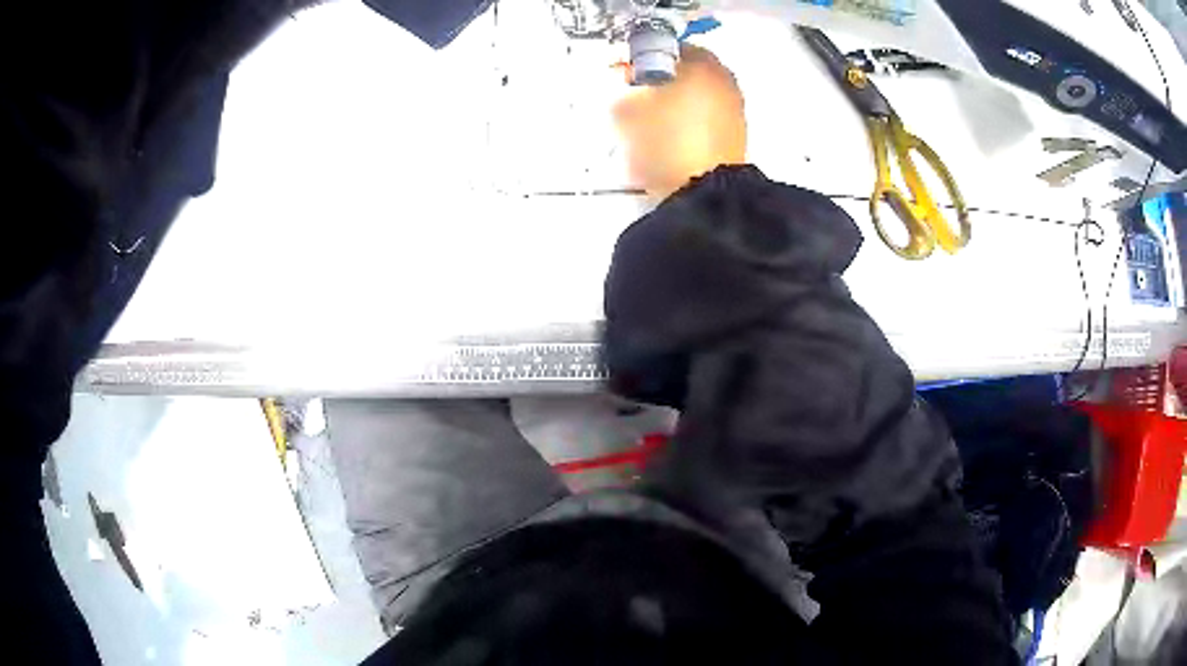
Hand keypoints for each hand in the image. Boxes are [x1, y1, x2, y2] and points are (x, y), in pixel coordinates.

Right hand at [613, 44, 746, 200]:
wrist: (703, 194)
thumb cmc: (664, 141)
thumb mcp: (626, 111)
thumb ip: (622, 89)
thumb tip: (627, 83)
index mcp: (701, 64)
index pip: (665, 47)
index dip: (640, 59)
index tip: (624, 75)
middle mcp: (724, 81)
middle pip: (685, 72)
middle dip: (660, 82)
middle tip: (636, 98)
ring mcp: (735, 110)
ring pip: (697, 96)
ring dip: (675, 103)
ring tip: (651, 124)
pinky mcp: (736, 138)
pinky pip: (706, 120)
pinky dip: (689, 123)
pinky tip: (671, 141)